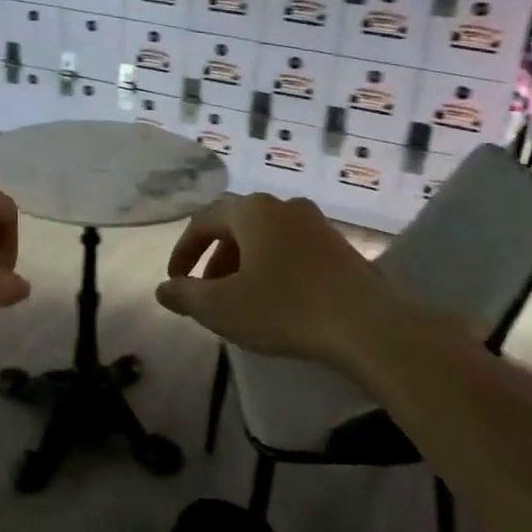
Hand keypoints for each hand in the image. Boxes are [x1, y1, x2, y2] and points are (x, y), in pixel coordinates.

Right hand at [156, 194, 385, 365]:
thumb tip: (164, 289)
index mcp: (251, 210)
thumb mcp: (222, 307)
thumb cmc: (285, 308)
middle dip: (214, 259)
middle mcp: (283, 205)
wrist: (367, 325)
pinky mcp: (339, 246)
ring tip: (239, 299)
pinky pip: (291, 249)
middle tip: (206, 293)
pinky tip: (275, 299)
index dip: (183, 252)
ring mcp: (315, 223)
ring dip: (243, 264)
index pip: (203, 221)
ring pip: (265, 237)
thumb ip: (185, 295)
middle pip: (235, 226)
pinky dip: (271, 267)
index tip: (175, 282)